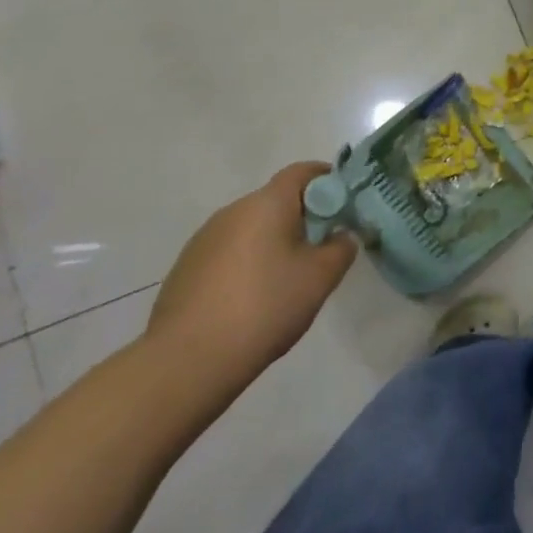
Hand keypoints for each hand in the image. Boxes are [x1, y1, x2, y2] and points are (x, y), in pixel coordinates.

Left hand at [146, 162, 357, 407]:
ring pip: (252, 228)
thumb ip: (341, 248)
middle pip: (277, 200)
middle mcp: (233, 210)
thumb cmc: (264, 306)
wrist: (187, 360)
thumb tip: (342, 236)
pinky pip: (229, 253)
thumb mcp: (320, 278)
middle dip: (303, 218)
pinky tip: (253, 301)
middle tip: (323, 250)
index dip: (328, 180)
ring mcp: (204, 239)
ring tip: (288, 282)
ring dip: (274, 242)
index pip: (302, 172)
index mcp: (267, 203)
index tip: (345, 204)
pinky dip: (248, 264)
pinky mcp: (186, 268)